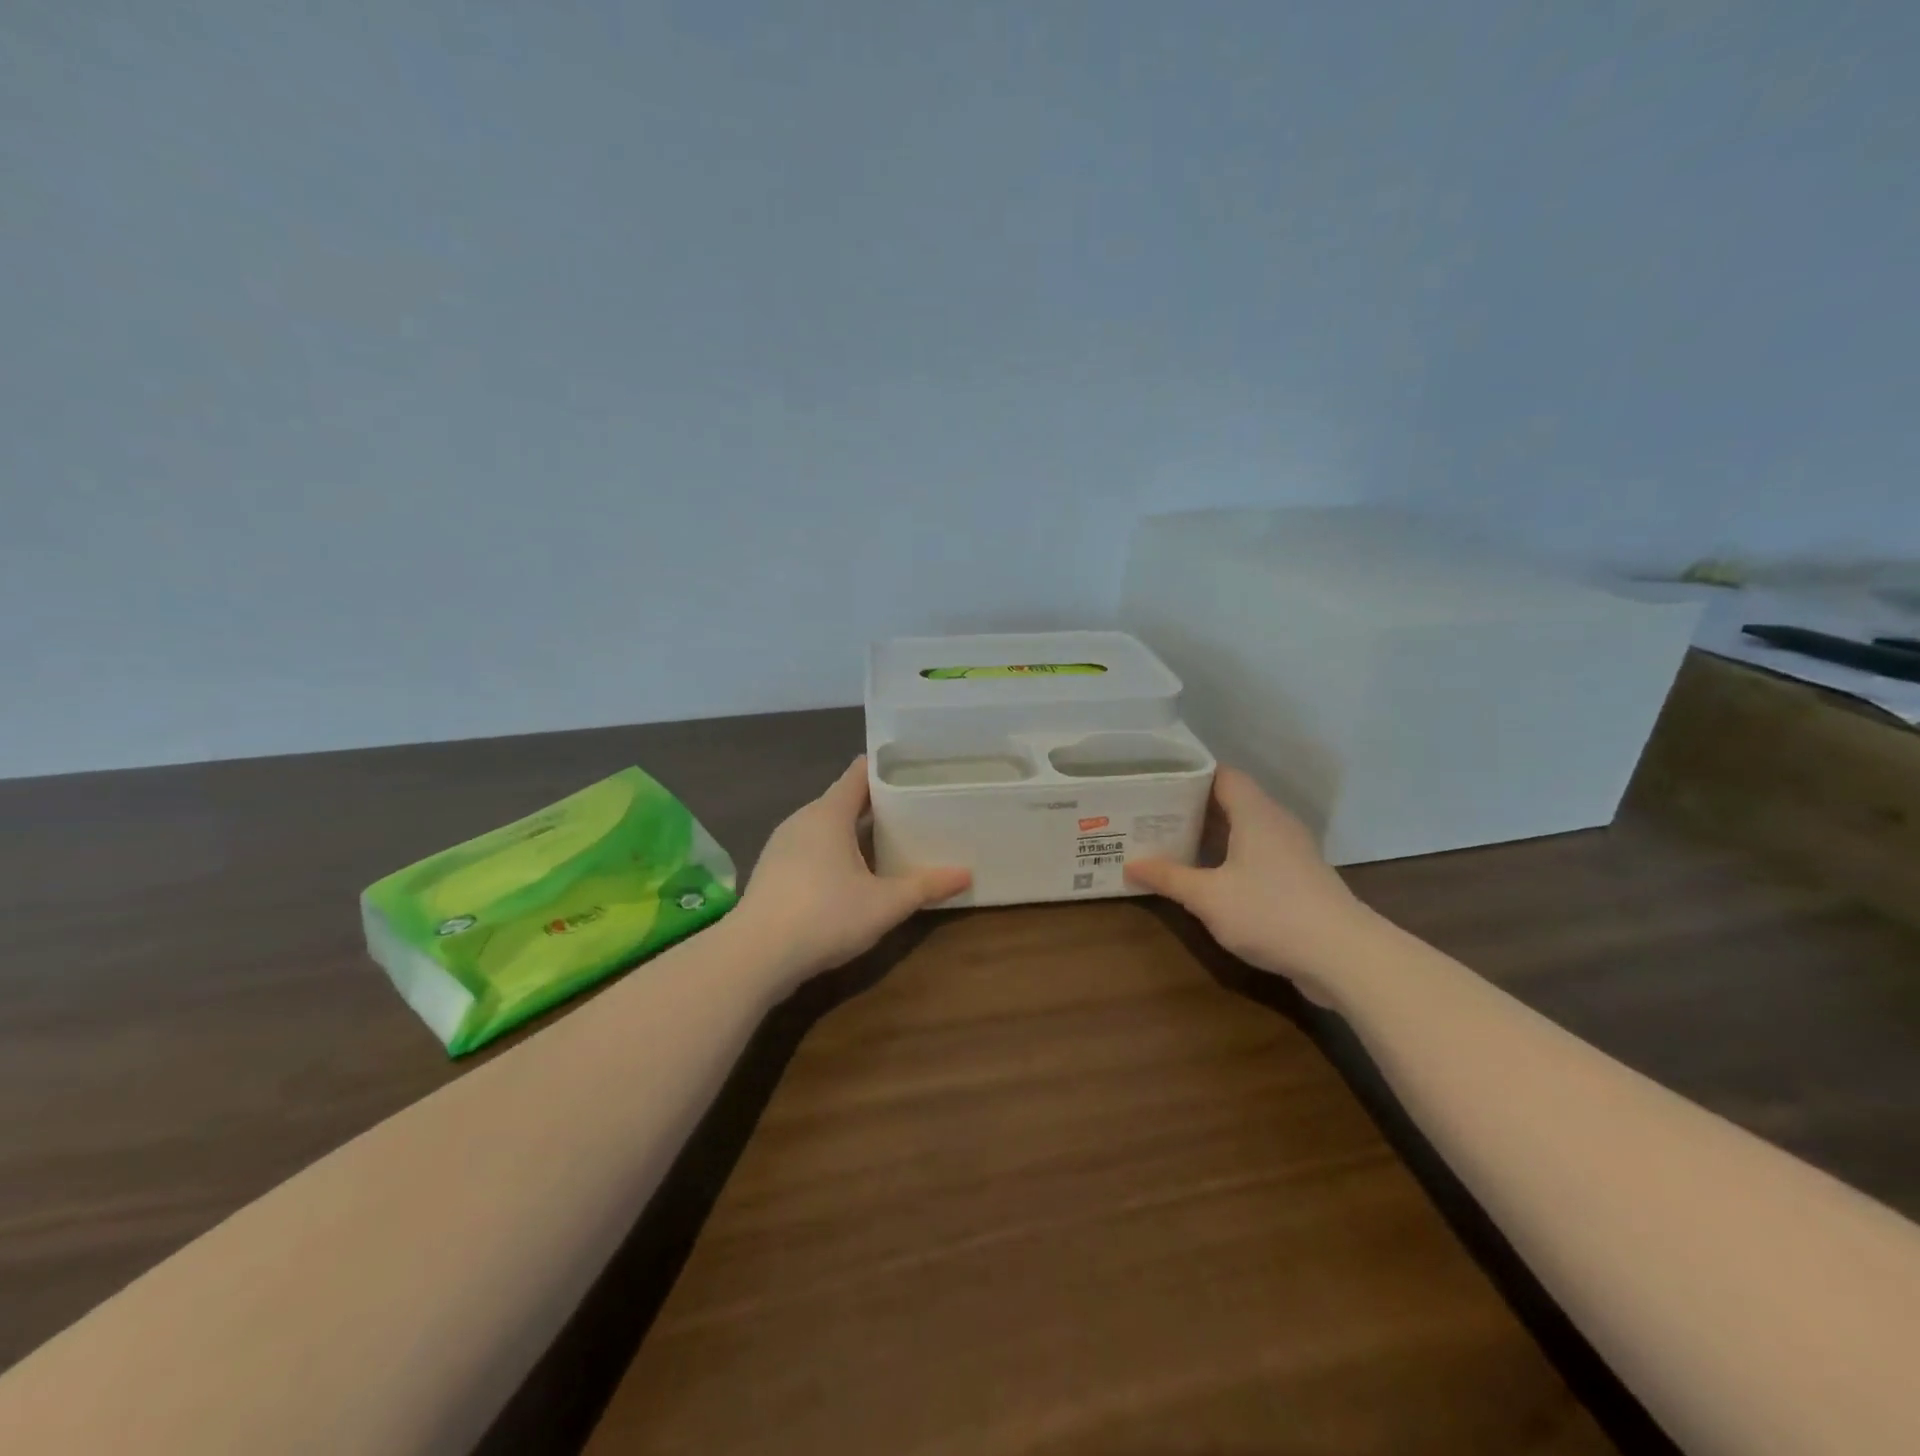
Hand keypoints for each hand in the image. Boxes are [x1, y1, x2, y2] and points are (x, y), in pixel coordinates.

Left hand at [730, 757, 970, 983]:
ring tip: (889, 840)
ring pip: (825, 826)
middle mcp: (802, 819)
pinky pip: (810, 847)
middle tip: (915, 809)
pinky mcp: (772, 871)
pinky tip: (852, 874)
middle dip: (877, 803)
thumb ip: (925, 886)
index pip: (860, 773)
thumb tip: (966, 874)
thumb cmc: (825, 916)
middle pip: (844, 798)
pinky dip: (834, 851)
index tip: (916, 768)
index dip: (887, 767)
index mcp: (829, 813)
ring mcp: (782, 845)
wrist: (754, 957)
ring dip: (854, 830)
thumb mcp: (885, 904)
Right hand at [1123, 766, 1368, 986]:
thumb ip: (1169, 878)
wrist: (1344, 956)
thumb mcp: (1208, 898)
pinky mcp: (1300, 877)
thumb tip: (1129, 865)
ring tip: (1173, 841)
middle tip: (1153, 814)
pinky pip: (1258, 852)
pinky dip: (1232, 855)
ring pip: (1246, 828)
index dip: (1190, 774)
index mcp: (1256, 813)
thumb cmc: (1270, 913)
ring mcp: (1292, 851)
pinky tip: (1210, 875)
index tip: (1157, 781)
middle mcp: (1276, 823)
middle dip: (1193, 806)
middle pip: (1232, 801)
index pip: (1222, 775)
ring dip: (1213, 834)